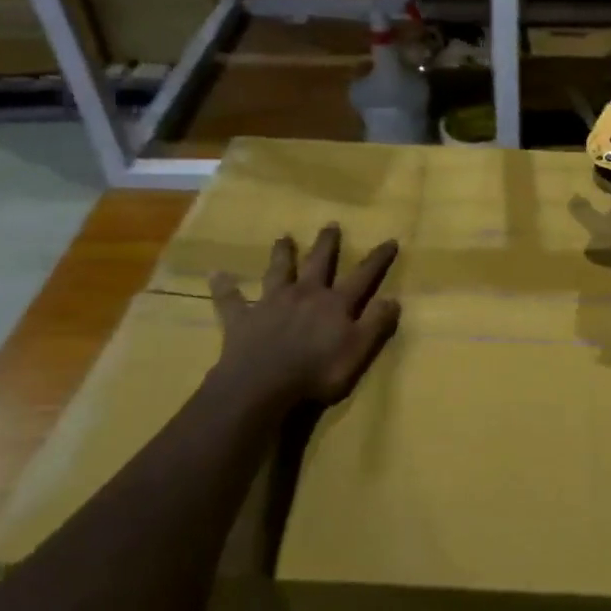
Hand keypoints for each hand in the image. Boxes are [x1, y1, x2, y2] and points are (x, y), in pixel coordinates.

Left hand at [209, 225, 401, 405]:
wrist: (262, 386)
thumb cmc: (317, 372)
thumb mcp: (358, 351)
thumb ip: (376, 324)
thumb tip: (394, 298)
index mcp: (335, 304)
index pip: (362, 277)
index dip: (377, 260)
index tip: (390, 240)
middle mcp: (305, 295)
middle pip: (318, 264)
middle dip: (327, 244)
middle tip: (330, 224)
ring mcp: (271, 304)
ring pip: (278, 272)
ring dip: (282, 254)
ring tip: (283, 237)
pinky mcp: (242, 319)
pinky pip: (231, 300)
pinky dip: (224, 287)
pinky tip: (216, 275)